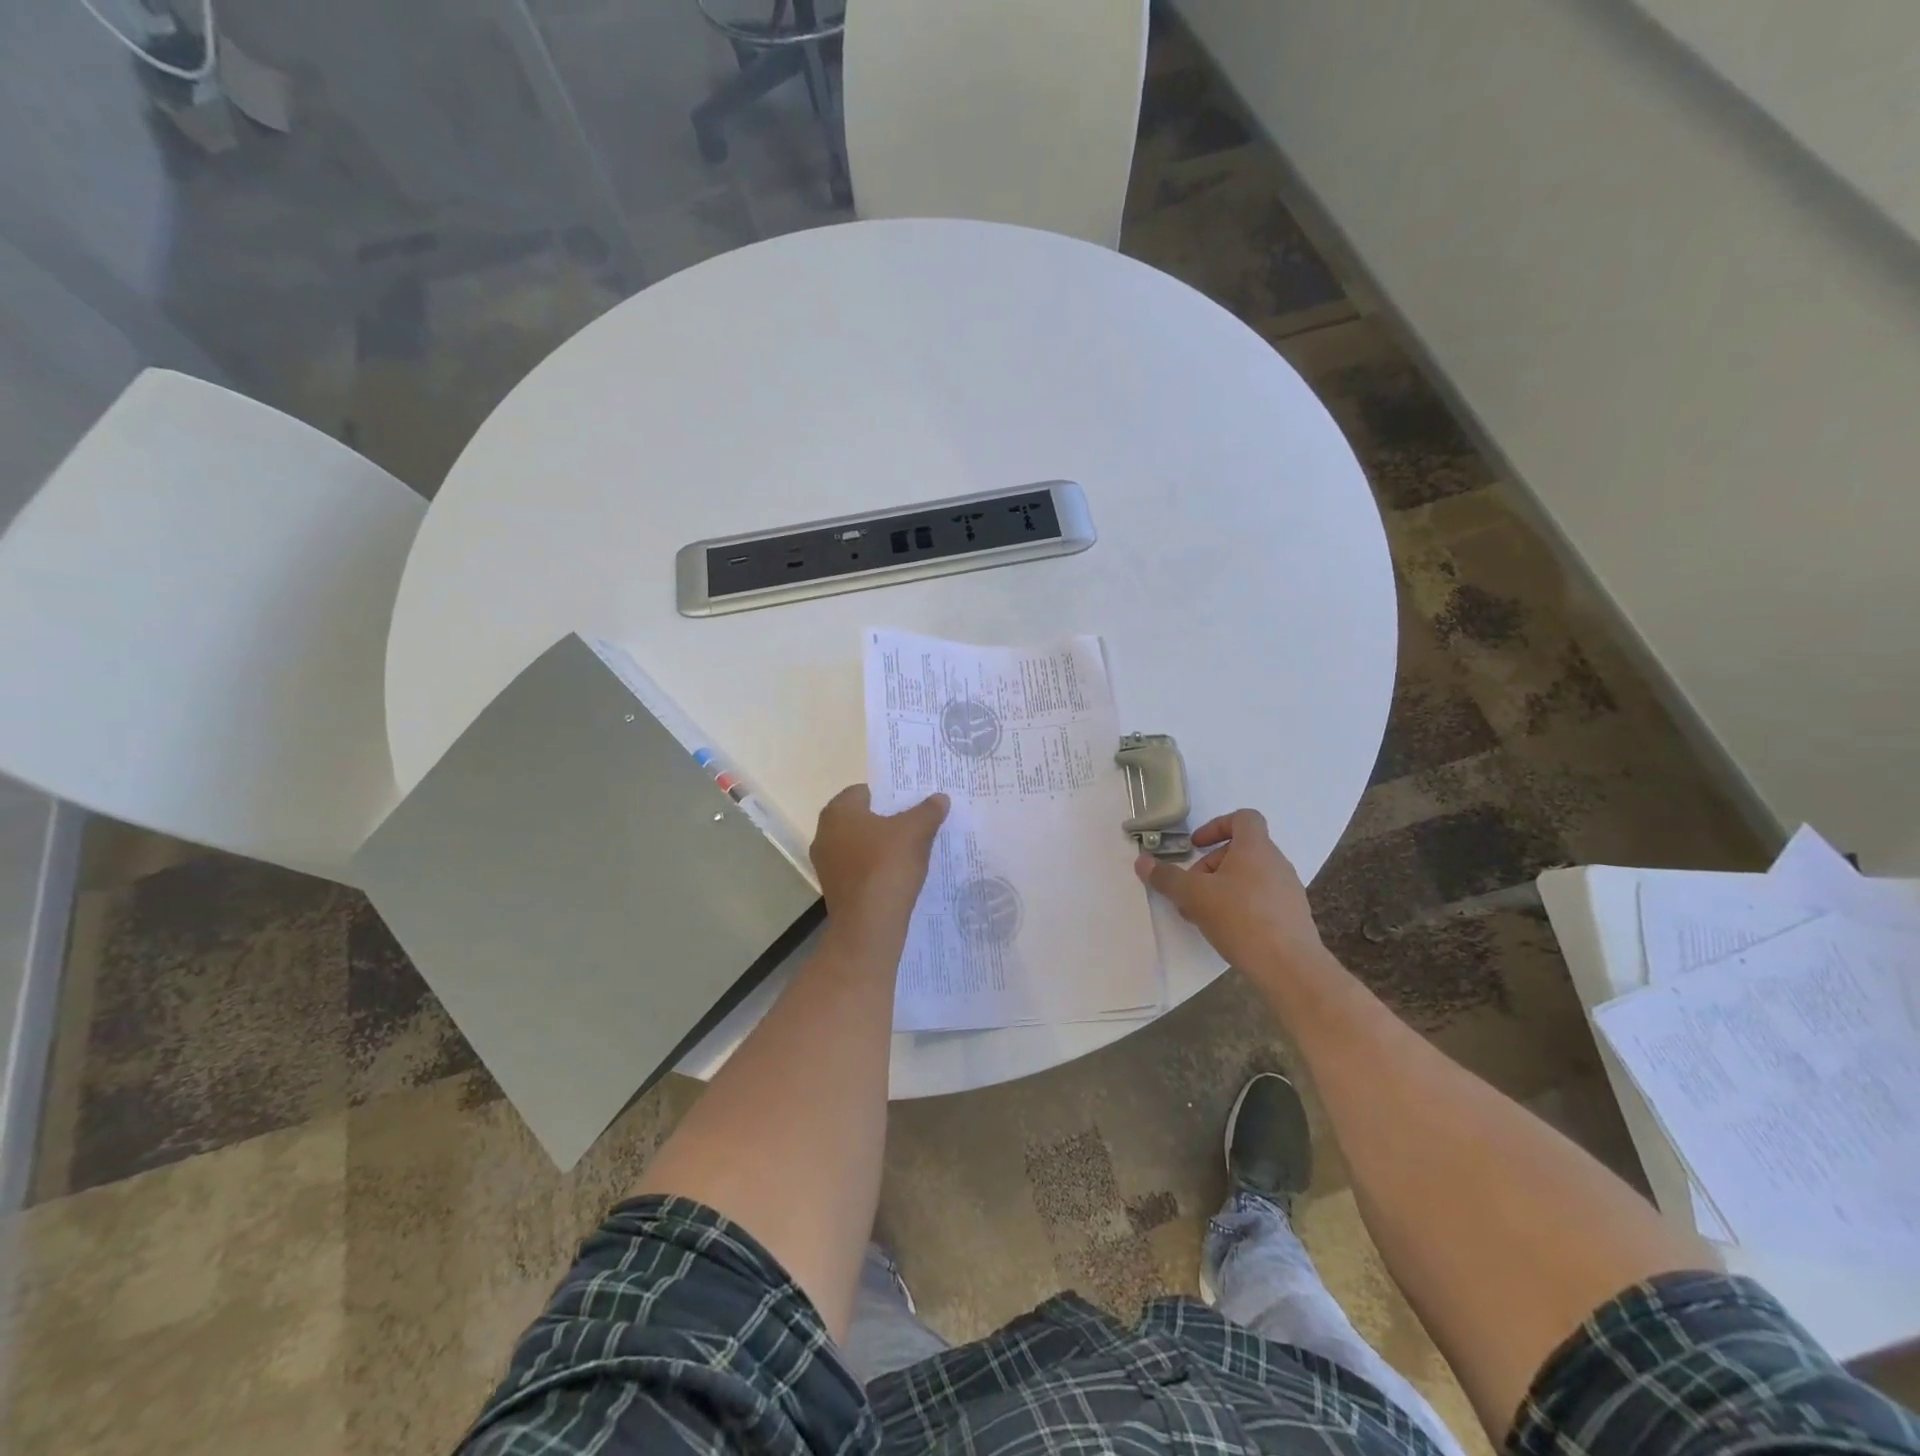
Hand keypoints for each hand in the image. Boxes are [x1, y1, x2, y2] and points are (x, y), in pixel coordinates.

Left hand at [811, 786, 949, 940]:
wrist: (868, 927)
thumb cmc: (887, 866)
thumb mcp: (916, 832)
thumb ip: (928, 810)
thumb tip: (940, 798)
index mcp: (838, 811)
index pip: (866, 791)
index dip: (892, 794)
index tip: (914, 803)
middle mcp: (824, 833)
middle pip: (863, 818)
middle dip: (889, 820)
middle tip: (918, 823)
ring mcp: (827, 864)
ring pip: (861, 845)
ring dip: (883, 846)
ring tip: (914, 849)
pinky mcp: (835, 889)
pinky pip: (860, 869)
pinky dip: (877, 868)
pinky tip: (900, 875)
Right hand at [1135, 809, 1323, 977]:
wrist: (1290, 968)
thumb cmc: (1241, 919)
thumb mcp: (1194, 895)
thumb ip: (1167, 877)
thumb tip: (1142, 861)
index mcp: (1256, 848)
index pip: (1243, 818)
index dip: (1216, 826)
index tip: (1196, 846)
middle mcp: (1276, 863)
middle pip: (1240, 851)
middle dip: (1209, 866)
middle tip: (1190, 890)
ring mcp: (1288, 890)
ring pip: (1249, 877)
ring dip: (1221, 888)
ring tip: (1202, 914)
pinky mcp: (1292, 917)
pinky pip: (1261, 899)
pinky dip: (1239, 906)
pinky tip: (1225, 930)